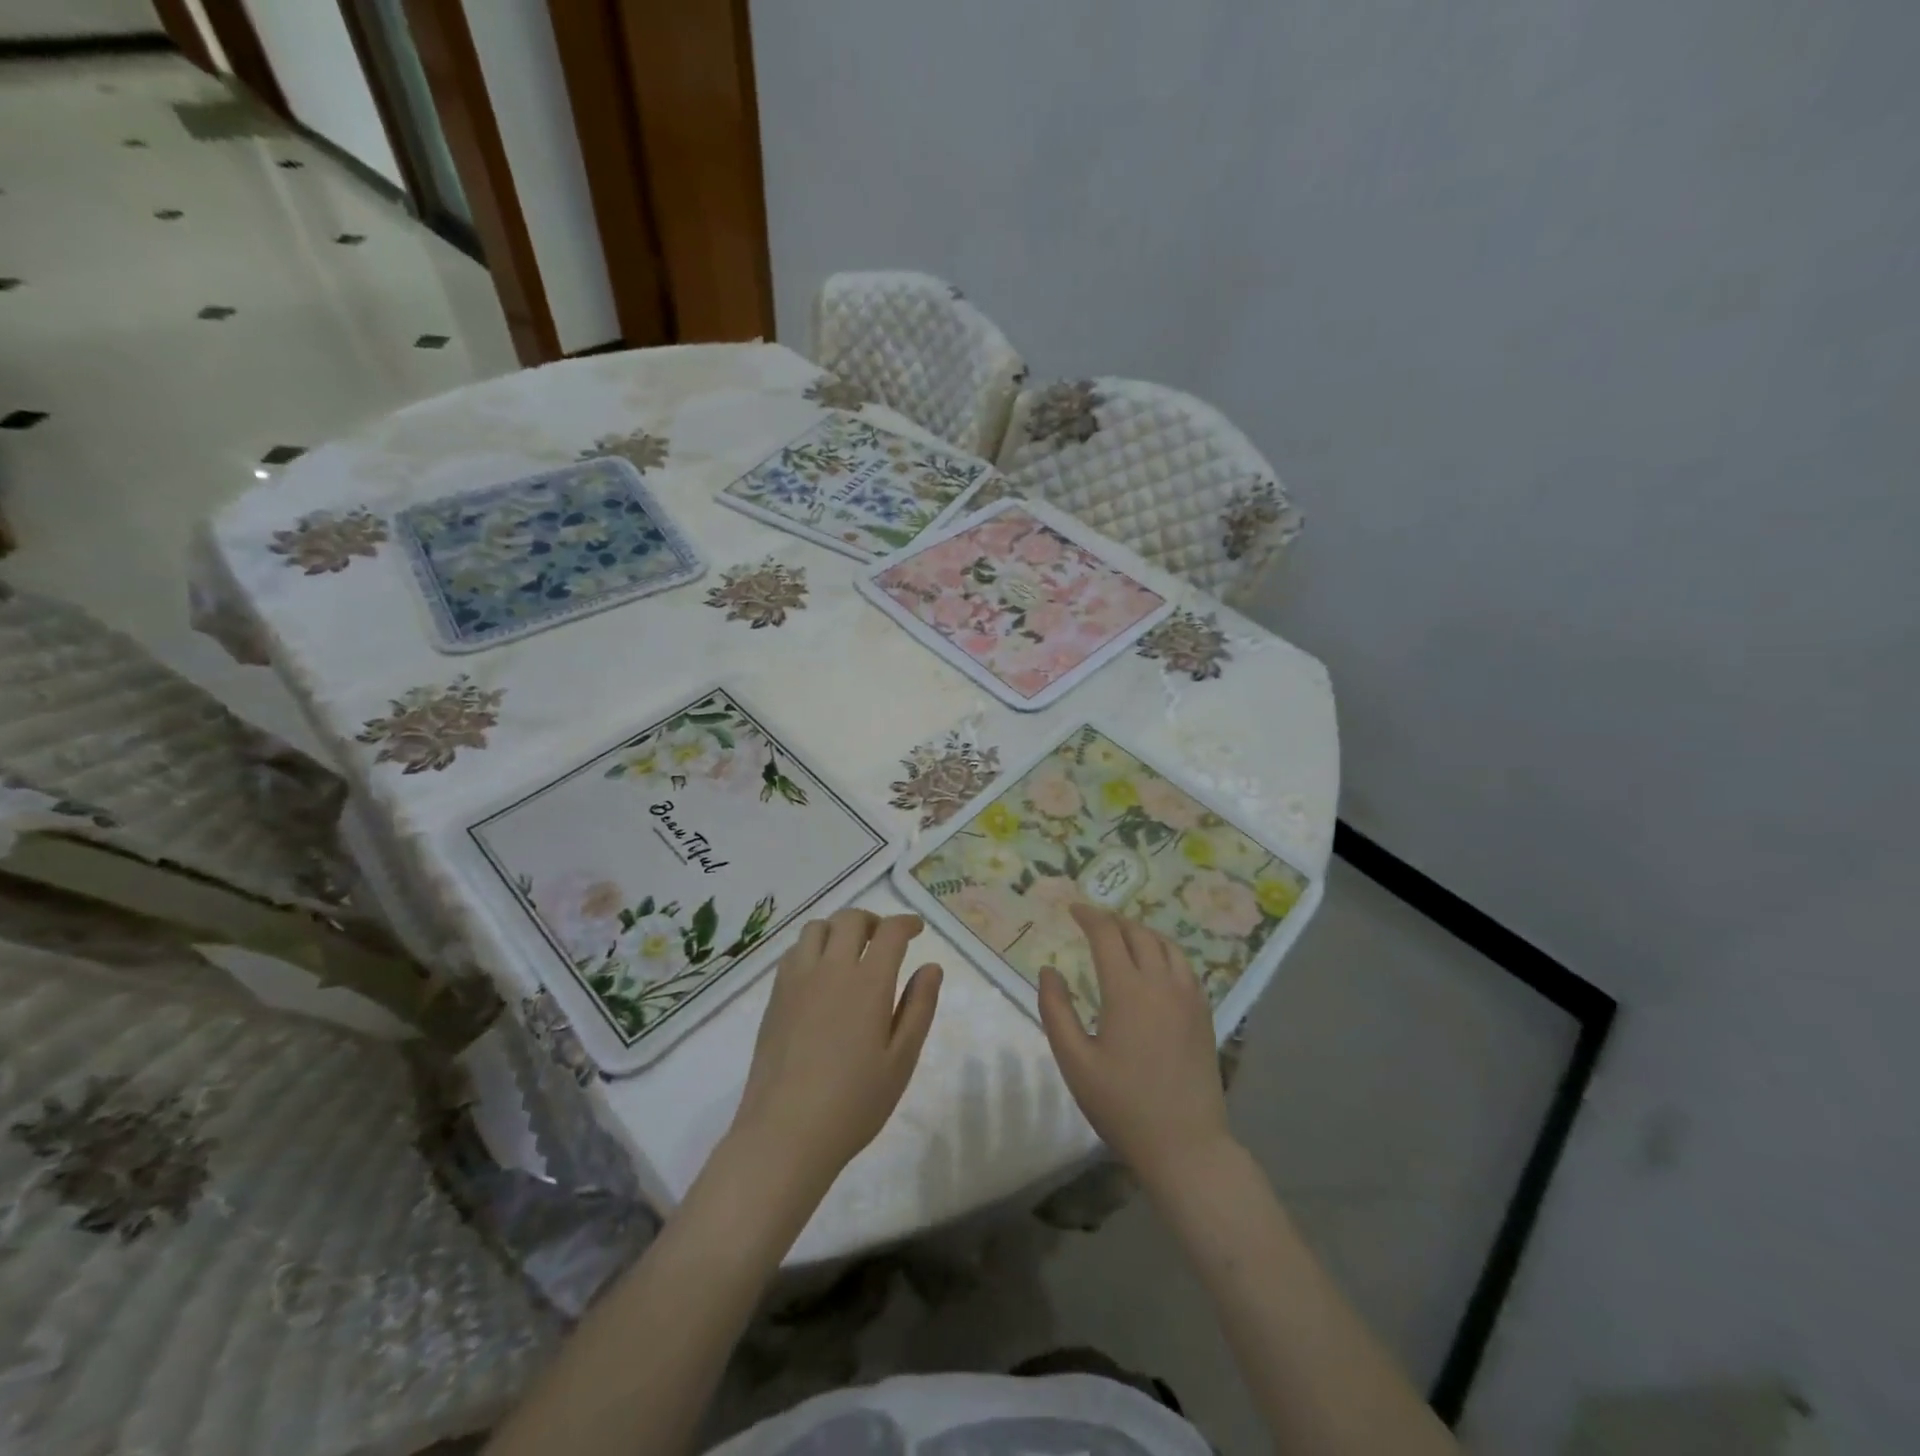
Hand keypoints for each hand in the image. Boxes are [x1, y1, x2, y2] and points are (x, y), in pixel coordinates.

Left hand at [729, 909, 942, 1197]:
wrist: (785, 1132)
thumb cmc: (854, 1102)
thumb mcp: (901, 1060)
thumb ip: (919, 1007)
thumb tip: (931, 967)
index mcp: (868, 982)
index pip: (890, 932)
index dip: (907, 923)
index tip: (917, 929)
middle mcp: (831, 969)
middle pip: (850, 919)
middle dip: (873, 920)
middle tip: (885, 939)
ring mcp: (798, 980)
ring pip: (817, 928)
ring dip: (839, 929)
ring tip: (850, 952)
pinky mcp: (775, 997)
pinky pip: (795, 951)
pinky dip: (813, 947)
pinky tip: (821, 975)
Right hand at [1039, 906, 1233, 1189]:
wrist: (1186, 1145)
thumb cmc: (1122, 1105)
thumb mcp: (1075, 1062)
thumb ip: (1056, 1010)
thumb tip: (1049, 971)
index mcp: (1127, 990)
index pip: (1107, 934)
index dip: (1089, 916)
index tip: (1073, 909)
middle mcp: (1161, 983)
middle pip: (1138, 933)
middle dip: (1114, 921)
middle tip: (1094, 923)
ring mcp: (1189, 997)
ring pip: (1166, 945)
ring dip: (1142, 933)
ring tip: (1124, 937)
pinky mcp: (1205, 1014)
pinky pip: (1185, 966)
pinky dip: (1165, 952)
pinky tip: (1155, 966)